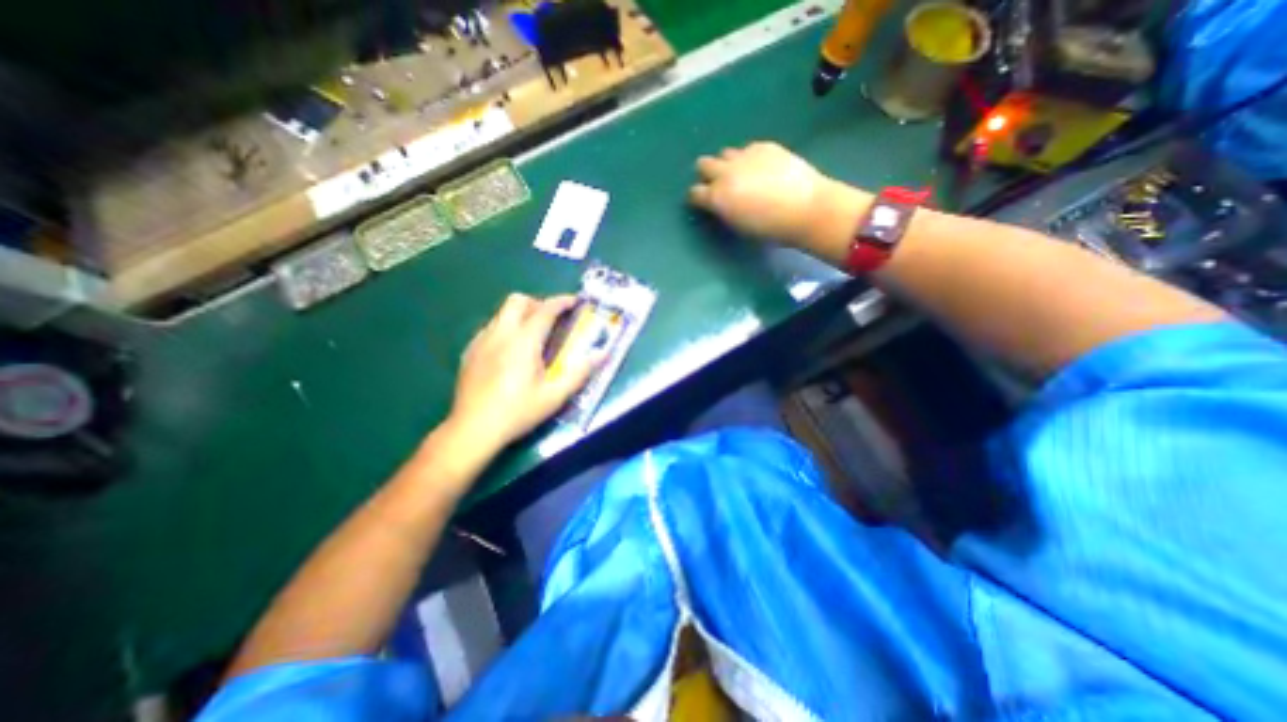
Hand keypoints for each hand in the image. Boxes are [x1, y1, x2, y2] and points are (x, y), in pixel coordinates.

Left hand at [445, 297, 593, 458]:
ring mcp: (481, 341)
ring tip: (533, 336)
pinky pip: (490, 328)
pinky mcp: (469, 352)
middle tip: (552, 320)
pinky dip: (505, 328)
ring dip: (520, 315)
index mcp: (524, 341)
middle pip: (518, 300)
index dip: (562, 301)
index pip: (545, 309)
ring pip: (501, 313)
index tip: (575, 302)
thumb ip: (580, 373)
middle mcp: (500, 334)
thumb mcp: (555, 396)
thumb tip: (603, 354)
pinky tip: (510, 351)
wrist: (473, 430)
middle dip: (538, 303)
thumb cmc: (518, 412)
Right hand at [694, 140, 835, 244]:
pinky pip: (747, 149)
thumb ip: (724, 211)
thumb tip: (720, 204)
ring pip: (725, 154)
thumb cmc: (770, 229)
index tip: (703, 202)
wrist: (806, 209)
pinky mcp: (764, 146)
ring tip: (742, 175)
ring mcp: (745, 156)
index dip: (697, 198)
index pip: (694, 193)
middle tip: (719, 185)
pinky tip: (762, 169)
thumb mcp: (739, 226)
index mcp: (717, 197)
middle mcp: (726, 172)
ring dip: (727, 164)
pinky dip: (749, 158)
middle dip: (707, 174)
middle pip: (703, 164)